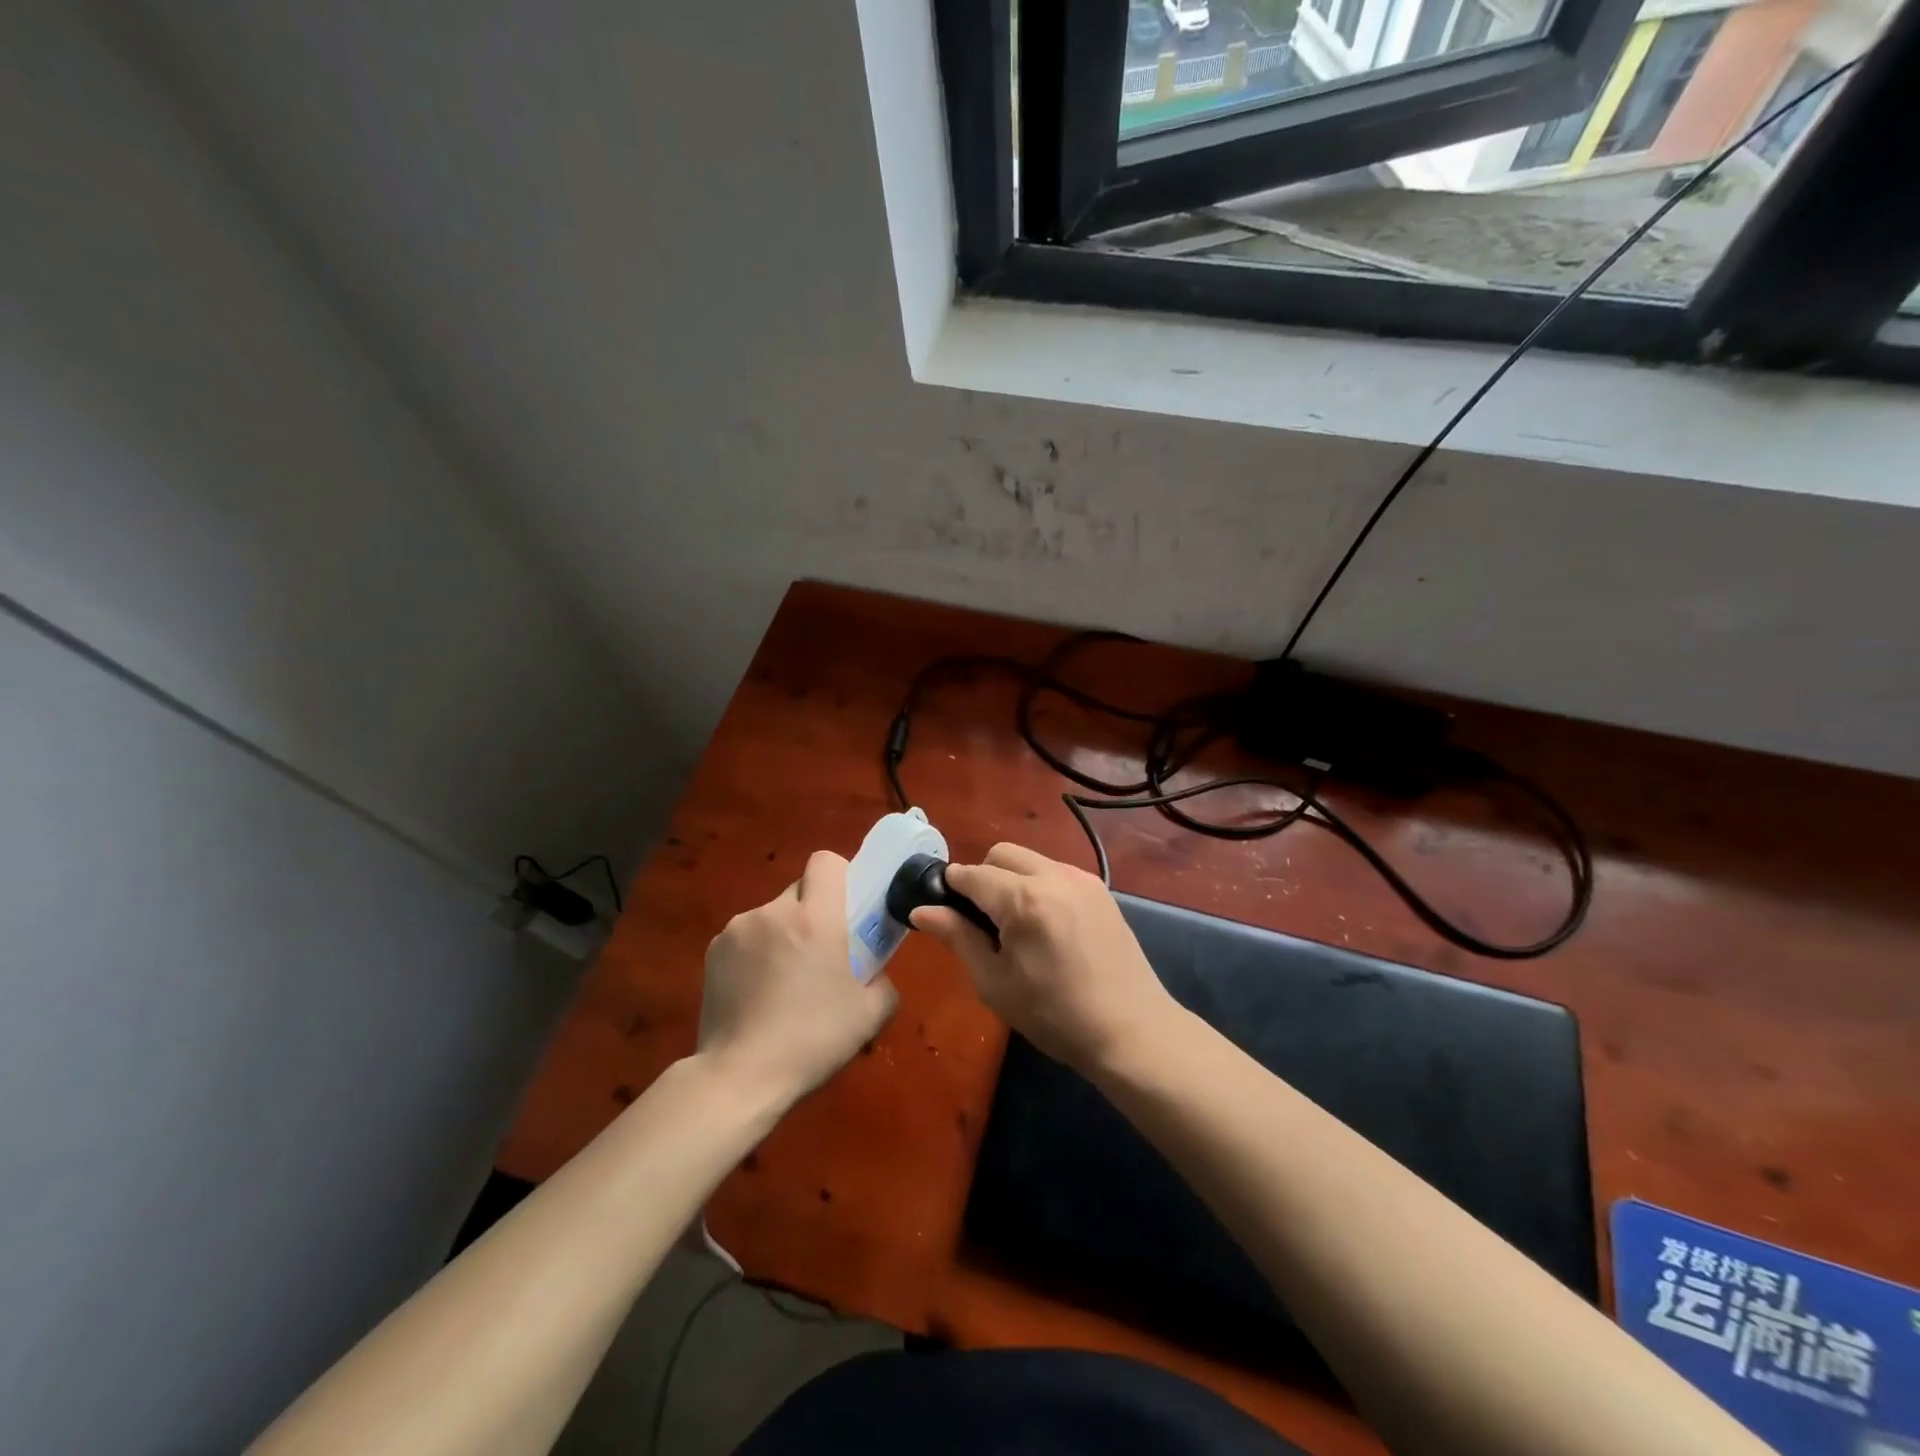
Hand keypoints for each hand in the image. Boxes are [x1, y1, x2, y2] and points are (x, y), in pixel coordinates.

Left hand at [699, 851, 897, 1107]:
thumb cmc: (813, 1040)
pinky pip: (746, 936)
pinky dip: (757, 952)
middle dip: (813, 910)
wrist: (740, 1076)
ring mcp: (737, 930)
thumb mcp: (870, 1015)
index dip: (841, 874)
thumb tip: (875, 973)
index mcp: (815, 918)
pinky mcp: (713, 951)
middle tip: (821, 952)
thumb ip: (883, 981)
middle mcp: (773, 912)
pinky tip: (758, 992)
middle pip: (800, 889)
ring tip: (785, 980)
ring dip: (784, 933)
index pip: (826, 861)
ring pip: (772, 914)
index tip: (848, 906)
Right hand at [911, 842, 1176, 1073]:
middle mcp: (1053, 876)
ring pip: (1030, 859)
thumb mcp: (995, 983)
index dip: (951, 888)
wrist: (1130, 1030)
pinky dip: (1039, 884)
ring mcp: (1081, 879)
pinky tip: (1046, 925)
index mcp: (1023, 900)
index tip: (945, 909)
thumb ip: (958, 937)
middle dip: (982, 876)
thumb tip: (921, 910)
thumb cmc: (1054, 1015)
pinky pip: (1056, 871)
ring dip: (1012, 878)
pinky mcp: (1100, 889)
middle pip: (1001, 853)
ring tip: (1016, 925)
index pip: (971, 874)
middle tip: (983, 921)